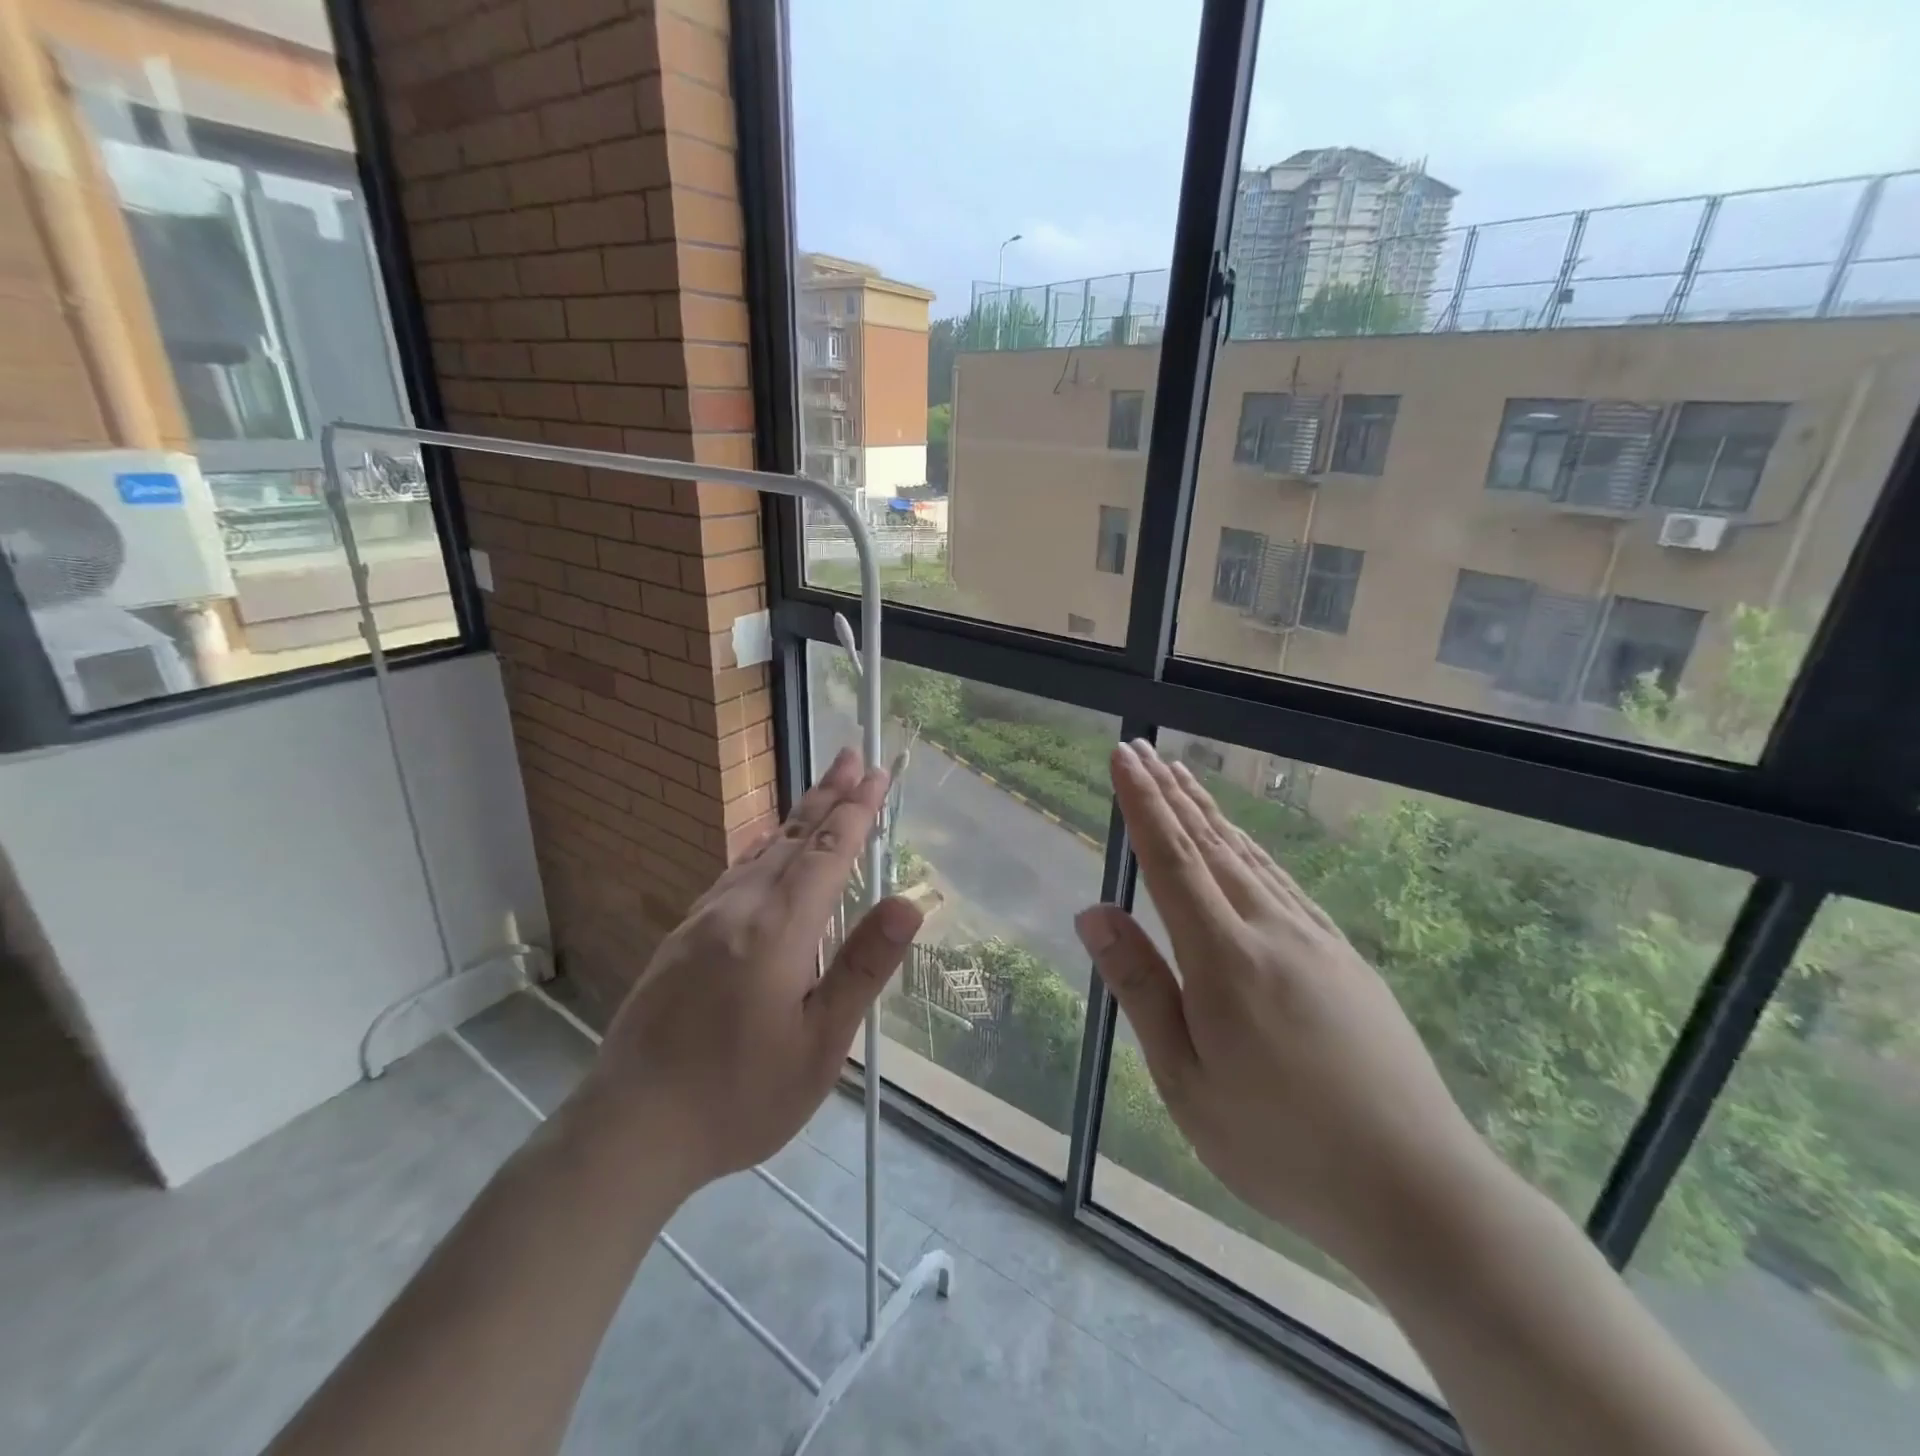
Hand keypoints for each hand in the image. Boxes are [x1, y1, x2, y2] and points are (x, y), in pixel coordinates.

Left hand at [578, 747, 923, 1194]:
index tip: (878, 774)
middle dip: (828, 795)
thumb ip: (861, 967)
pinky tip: (767, 849)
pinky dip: (764, 847)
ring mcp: (704, 918)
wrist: (629, 1129)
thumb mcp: (819, 1045)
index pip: (828, 852)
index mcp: (777, 929)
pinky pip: (735, 873)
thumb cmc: (738, 1096)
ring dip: (798, 817)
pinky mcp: (683, 936)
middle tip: (852, 756)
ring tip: (822, 791)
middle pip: (793, 837)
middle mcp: (739, 908)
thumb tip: (908, 903)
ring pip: (761, 851)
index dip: (857, 811)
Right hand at [1075, 741, 1492, 1275]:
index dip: (1143, 804)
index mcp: (1225, 958)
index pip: (1172, 860)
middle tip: (1144, 750)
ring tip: (1183, 776)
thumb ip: (1142, 988)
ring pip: (1250, 856)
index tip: (1123, 756)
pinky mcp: (1344, 956)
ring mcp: (1315, 939)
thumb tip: (1094, 913)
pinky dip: (1251, 848)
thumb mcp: (1187, 1081)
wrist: (1420, 1190)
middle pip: (1212, 844)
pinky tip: (1243, 844)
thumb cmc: (1281, 1145)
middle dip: (1171, 793)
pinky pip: (1283, 882)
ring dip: (1210, 812)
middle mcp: (1271, 930)